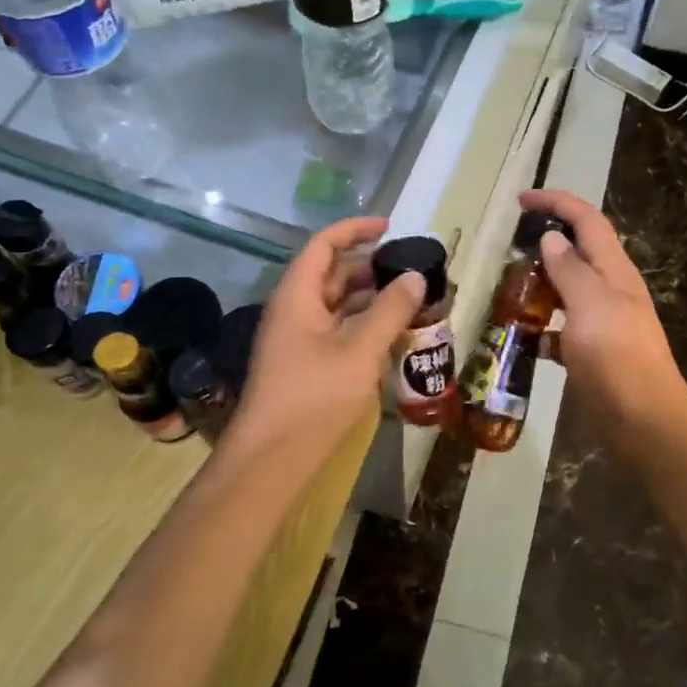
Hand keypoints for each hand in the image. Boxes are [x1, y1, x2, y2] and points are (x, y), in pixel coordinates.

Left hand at [227, 216, 424, 464]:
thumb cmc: (313, 398)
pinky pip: (337, 329)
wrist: (272, 459)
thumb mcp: (359, 351)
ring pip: (336, 303)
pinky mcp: (305, 363)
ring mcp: (298, 338)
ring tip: (410, 298)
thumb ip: (389, 311)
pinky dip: (364, 323)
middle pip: (332, 273)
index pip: (324, 245)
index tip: (390, 227)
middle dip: (370, 266)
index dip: (355, 229)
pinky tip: (392, 333)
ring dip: (370, 297)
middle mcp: (294, 310)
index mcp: (297, 296)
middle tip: (410, 268)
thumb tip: (415, 276)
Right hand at [519, 189, 686, 439]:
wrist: (643, 420)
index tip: (522, 200)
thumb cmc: (617, 356)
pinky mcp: (593, 352)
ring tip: (507, 287)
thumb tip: (552, 238)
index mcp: (614, 270)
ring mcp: (603, 322)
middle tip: (509, 247)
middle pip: (579, 251)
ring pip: (568, 290)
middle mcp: (611, 290)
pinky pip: (563, 328)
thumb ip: (570, 269)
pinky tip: (522, 336)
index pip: (587, 220)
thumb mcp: (590, 305)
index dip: (557, 202)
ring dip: (541, 283)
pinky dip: (543, 326)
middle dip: (547, 241)